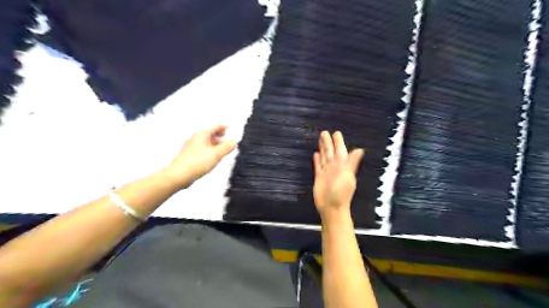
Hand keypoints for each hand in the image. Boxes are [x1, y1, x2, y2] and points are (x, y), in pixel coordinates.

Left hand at [166, 125, 236, 190]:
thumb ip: (227, 147)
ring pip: (206, 143)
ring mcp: (191, 147)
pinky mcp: (189, 155)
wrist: (178, 175)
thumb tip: (233, 142)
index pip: (216, 126)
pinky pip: (202, 150)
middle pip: (211, 134)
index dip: (224, 127)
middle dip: (220, 138)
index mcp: (202, 135)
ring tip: (222, 153)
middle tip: (227, 144)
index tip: (229, 129)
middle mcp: (196, 138)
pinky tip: (212, 160)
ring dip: (215, 146)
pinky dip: (209, 151)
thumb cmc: (196, 163)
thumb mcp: (216, 155)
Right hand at [313, 132, 363, 219]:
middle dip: (327, 142)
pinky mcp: (319, 177)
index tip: (336, 133)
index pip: (340, 150)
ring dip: (322, 148)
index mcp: (342, 164)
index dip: (338, 141)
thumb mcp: (348, 175)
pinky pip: (318, 166)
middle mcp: (334, 166)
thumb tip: (360, 150)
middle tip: (324, 133)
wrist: (331, 207)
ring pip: (324, 157)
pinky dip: (317, 160)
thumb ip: (352, 162)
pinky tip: (316, 154)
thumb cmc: (341, 192)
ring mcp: (326, 172)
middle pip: (330, 151)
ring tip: (320, 140)